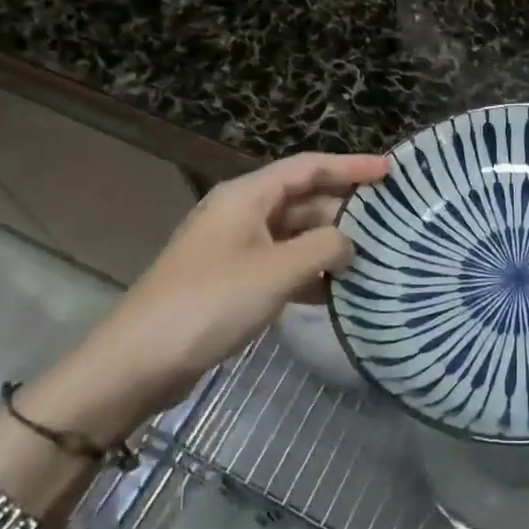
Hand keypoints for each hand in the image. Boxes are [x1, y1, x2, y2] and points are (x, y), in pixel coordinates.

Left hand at [32, 152, 389, 440]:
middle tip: (389, 219)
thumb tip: (350, 243)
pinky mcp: (231, 281)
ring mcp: (235, 249)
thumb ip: (323, 248)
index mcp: (247, 196)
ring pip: (293, 234)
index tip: (390, 171)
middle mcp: (241, 213)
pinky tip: (336, 291)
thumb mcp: (276, 271)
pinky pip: (281, 265)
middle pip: (302, 199)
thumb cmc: (210, 302)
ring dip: (328, 244)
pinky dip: (308, 272)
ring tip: (372, 256)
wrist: (138, 362)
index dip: (351, 166)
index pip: (308, 167)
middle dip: (343, 208)